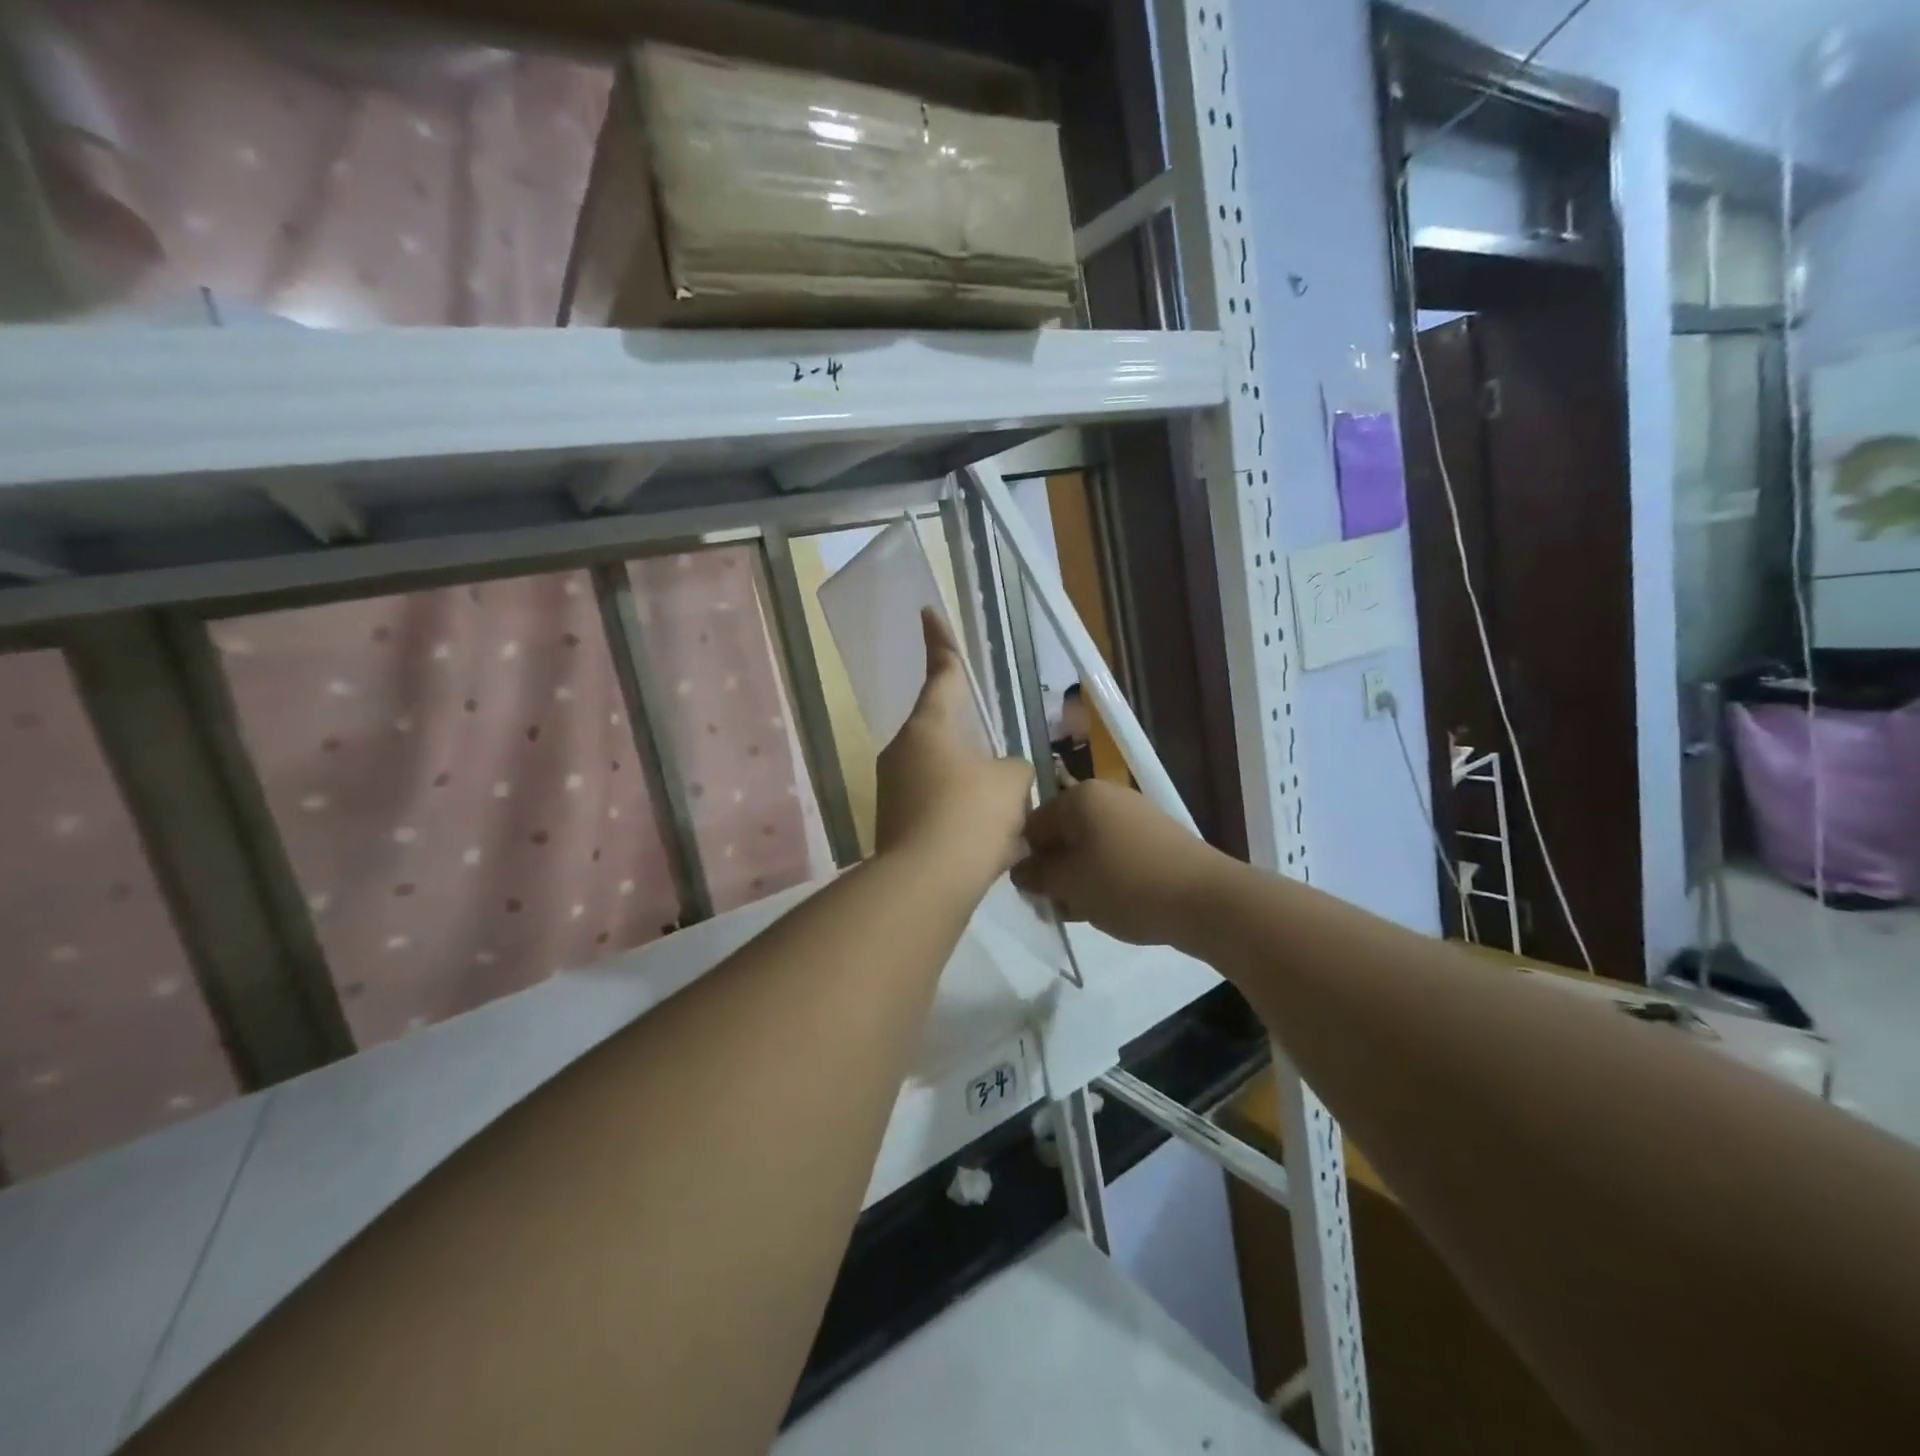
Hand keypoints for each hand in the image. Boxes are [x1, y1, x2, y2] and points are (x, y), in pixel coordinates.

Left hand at [875, 611, 1033, 887]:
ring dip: (973, 792)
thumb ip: (1012, 769)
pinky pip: (938, 811)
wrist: (926, 882)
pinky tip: (988, 847)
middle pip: (945, 735)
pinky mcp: (894, 826)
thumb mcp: (1011, 783)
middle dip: (974, 750)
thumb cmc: (970, 815)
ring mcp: (893, 791)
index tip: (928, 612)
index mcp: (929, 728)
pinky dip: (962, 821)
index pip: (940, 674)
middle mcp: (902, 752)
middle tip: (1003, 776)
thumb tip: (1002, 775)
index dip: (940, 642)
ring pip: (945, 778)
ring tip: (1006, 822)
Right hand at [1013, 779, 1223, 947]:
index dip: (1027, 861)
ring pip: (1089, 846)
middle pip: (1063, 834)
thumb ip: (1037, 875)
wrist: (1206, 899)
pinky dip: (1108, 876)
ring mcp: (1135, 813)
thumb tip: (1020, 869)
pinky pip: (1117, 853)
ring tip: (1088, 910)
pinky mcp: (1157, 836)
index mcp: (1079, 796)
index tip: (1034, 894)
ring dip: (1081, 877)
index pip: (1032, 825)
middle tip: (1059, 906)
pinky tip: (1114, 904)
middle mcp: (1106, 795)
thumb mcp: (1070, 884)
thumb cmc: (1126, 885)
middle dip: (1056, 871)